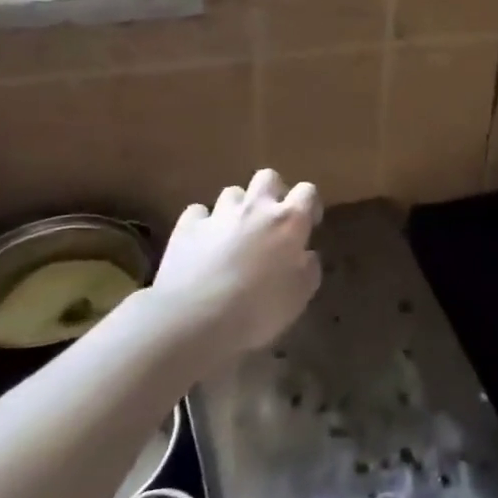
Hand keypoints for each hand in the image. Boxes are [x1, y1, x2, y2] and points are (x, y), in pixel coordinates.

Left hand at [149, 169, 322, 361]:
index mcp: (289, 221)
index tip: (308, 225)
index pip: (308, 191)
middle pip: (267, 177)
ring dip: (237, 208)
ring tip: (234, 234)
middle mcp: (255, 208)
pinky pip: (198, 212)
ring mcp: (218, 214)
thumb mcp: (299, 295)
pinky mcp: (187, 227)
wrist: (196, 319)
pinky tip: (203, 243)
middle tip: (271, 220)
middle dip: (272, 192)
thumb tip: (305, 256)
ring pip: (232, 193)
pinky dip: (203, 223)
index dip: (310, 204)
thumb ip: (308, 269)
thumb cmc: (259, 310)